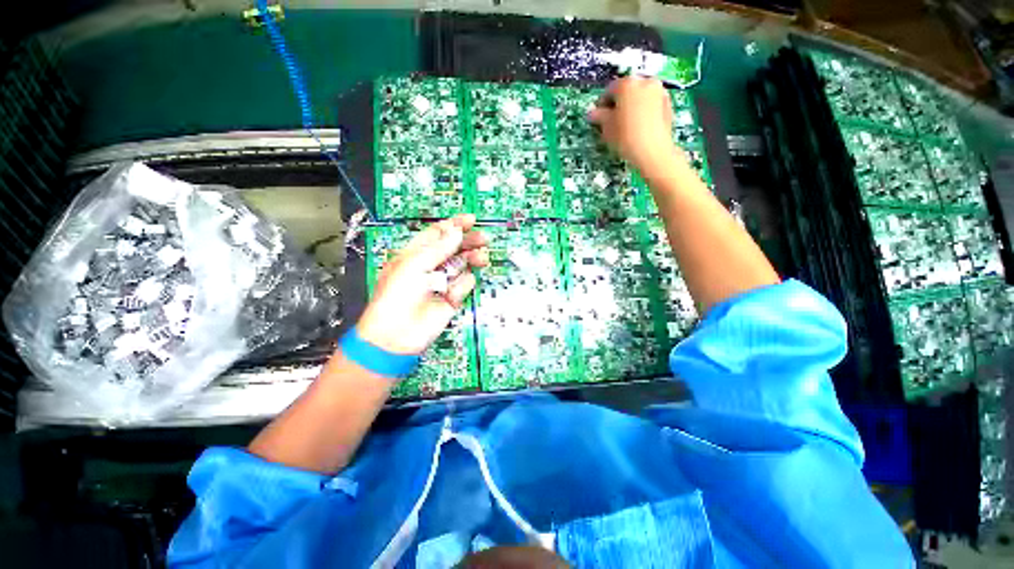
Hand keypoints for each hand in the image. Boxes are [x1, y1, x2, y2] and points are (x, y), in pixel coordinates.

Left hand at [356, 214, 489, 354]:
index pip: (437, 234)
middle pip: (454, 248)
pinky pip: (463, 286)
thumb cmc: (397, 295)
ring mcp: (442, 282)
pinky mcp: (452, 298)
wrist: (396, 335)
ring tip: (482, 258)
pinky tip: (452, 293)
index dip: (454, 225)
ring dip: (472, 260)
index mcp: (416, 254)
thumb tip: (456, 231)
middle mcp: (431, 265)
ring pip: (462, 265)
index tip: (471, 220)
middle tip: (483, 239)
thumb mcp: (414, 265)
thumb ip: (438, 248)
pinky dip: (462, 286)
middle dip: (468, 241)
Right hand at [587, 77, 680, 174]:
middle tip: (612, 121)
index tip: (598, 117)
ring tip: (625, 126)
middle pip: (627, 91)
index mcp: (627, 84)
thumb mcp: (606, 127)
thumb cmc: (626, 136)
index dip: (601, 104)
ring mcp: (659, 92)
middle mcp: (645, 82)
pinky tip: (638, 128)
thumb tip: (593, 113)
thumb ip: (598, 116)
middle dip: (618, 104)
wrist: (653, 151)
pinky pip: (650, 105)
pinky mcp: (668, 104)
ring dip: (631, 107)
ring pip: (640, 97)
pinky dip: (643, 112)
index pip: (609, 90)